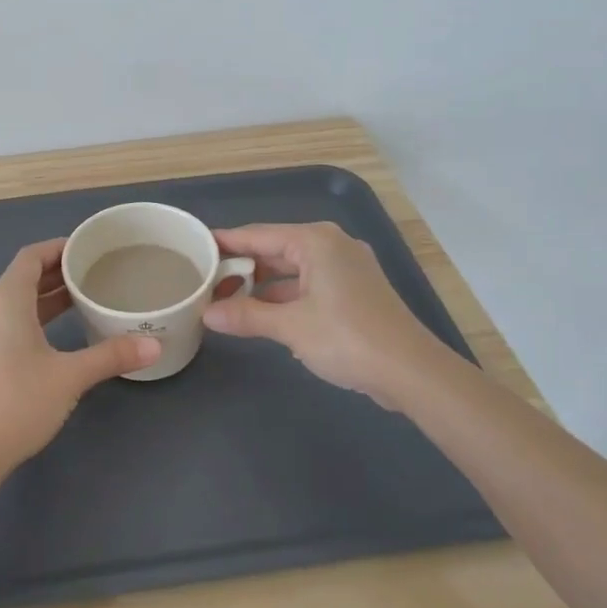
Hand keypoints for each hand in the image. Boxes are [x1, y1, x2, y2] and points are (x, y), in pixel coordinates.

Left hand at [0, 238, 160, 473]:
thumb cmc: (18, 402)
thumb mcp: (70, 376)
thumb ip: (111, 355)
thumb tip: (154, 345)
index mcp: (4, 299)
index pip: (31, 256)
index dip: (58, 248)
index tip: (87, 249)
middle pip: (22, 277)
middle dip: (56, 273)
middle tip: (93, 273)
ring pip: (13, 301)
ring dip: (44, 297)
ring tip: (80, 299)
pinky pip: (5, 320)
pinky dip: (31, 316)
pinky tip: (54, 332)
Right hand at [202, 221, 443, 409]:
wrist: (411, 372)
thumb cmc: (348, 338)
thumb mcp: (290, 327)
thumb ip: (246, 316)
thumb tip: (207, 315)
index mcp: (315, 241)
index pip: (257, 235)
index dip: (225, 243)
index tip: (195, 247)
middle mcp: (331, 246)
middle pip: (274, 250)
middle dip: (241, 267)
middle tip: (205, 281)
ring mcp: (346, 268)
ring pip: (291, 270)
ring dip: (262, 285)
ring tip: (226, 300)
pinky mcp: (354, 291)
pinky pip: (308, 285)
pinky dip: (284, 297)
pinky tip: (262, 314)